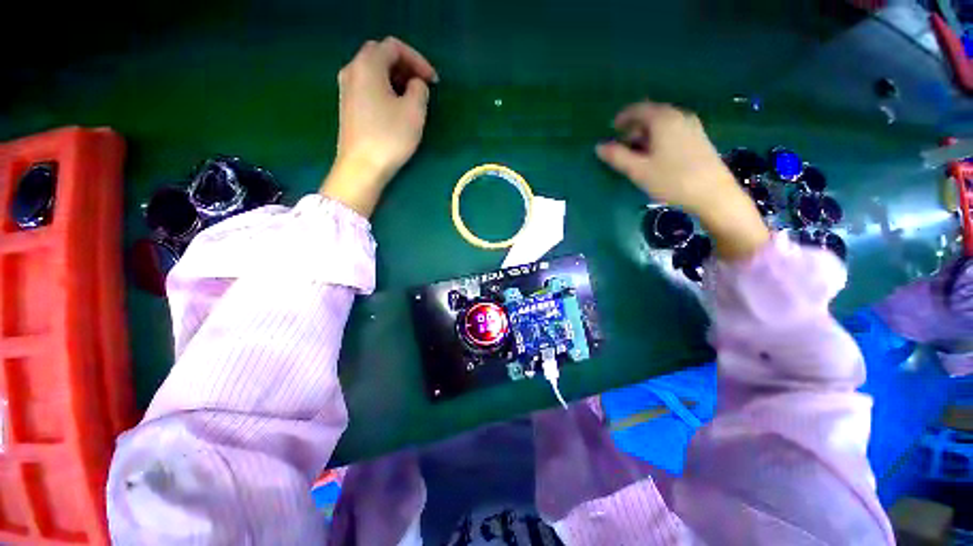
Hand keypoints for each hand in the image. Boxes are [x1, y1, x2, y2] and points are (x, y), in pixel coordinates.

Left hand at [320, 37, 438, 216]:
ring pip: (374, 71)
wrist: (361, 167)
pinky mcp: (348, 105)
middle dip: (405, 66)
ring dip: (395, 78)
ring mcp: (347, 88)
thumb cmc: (389, 137)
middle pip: (381, 55)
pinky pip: (368, 86)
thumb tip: (415, 85)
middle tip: (423, 86)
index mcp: (368, 65)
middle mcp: (352, 70)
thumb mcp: (414, 112)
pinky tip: (396, 107)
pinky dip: (385, 89)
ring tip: (413, 98)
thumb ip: (419, 89)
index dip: (418, 60)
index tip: (433, 81)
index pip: (394, 47)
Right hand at [596, 101, 768, 259]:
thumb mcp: (638, 170)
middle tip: (621, 146)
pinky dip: (658, 139)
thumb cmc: (671, 180)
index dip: (623, 117)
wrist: (713, 194)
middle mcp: (679, 117)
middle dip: (634, 128)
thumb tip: (599, 147)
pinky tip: (655, 157)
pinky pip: (672, 132)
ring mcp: (692, 127)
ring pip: (662, 125)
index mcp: (663, 120)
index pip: (639, 109)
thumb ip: (617, 156)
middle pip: (651, 115)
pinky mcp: (698, 139)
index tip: (611, 128)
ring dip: (646, 135)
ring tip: (636, 155)